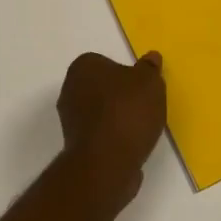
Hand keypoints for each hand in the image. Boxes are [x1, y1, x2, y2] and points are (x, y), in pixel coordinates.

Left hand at [56, 51, 166, 207]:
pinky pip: (100, 134)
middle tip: (144, 106)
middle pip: (102, 88)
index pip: (106, 62)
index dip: (127, 74)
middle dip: (121, 96)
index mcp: (83, 66)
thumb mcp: (149, 82)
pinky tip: (130, 145)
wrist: (106, 163)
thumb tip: (151, 58)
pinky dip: (113, 138)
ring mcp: (70, 119)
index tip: (142, 87)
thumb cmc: (127, 112)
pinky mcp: (76, 146)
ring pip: (101, 112)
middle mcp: (70, 89)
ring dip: (118, 119)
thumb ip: (150, 68)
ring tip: (140, 129)